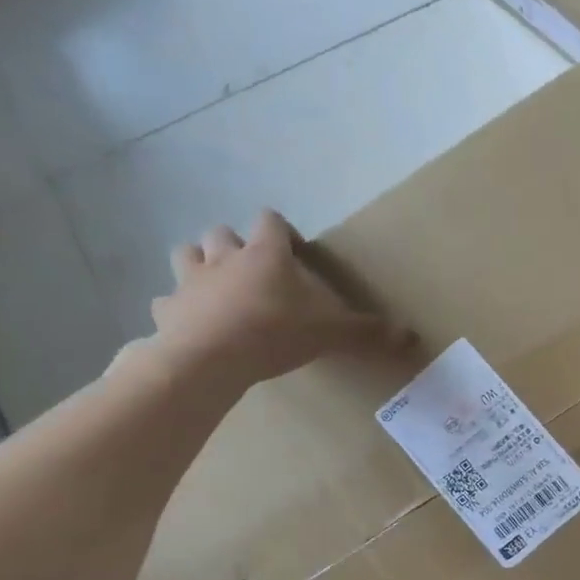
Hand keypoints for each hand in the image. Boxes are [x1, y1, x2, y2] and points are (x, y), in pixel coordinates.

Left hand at [151, 210, 407, 388]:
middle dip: (234, 245)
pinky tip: (189, 323)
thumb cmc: (274, 333)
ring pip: (186, 254)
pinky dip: (177, 308)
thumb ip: (367, 332)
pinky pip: (166, 302)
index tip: (293, 250)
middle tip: (252, 271)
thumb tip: (412, 336)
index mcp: (265, 254)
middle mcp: (224, 257)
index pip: (270, 221)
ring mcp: (190, 281)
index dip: (281, 230)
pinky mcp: (166, 309)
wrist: (210, 359)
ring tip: (216, 287)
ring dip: (199, 264)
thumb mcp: (330, 333)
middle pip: (222, 233)